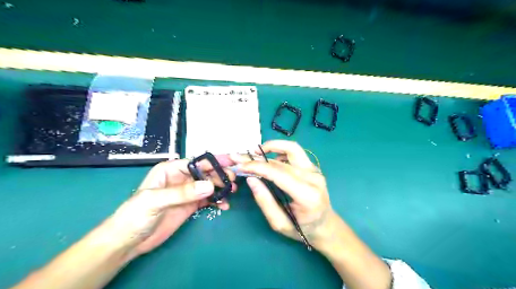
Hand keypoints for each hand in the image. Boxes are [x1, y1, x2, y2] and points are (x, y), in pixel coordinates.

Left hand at [107, 157, 234, 258]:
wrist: (129, 242)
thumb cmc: (135, 216)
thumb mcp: (155, 201)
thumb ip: (182, 193)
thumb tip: (209, 186)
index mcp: (171, 170)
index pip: (196, 162)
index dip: (214, 161)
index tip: (231, 162)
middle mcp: (181, 178)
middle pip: (205, 173)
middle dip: (220, 175)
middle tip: (233, 181)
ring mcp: (187, 192)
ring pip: (209, 185)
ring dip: (221, 188)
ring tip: (231, 193)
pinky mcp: (191, 205)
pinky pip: (207, 199)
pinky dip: (217, 201)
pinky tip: (223, 205)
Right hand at [232, 140, 336, 245]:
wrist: (325, 225)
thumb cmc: (303, 229)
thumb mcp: (279, 224)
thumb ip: (265, 201)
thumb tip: (251, 178)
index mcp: (307, 195)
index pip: (278, 173)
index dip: (257, 167)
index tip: (240, 166)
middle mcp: (313, 178)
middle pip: (282, 161)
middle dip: (258, 158)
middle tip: (240, 158)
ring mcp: (315, 170)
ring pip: (292, 149)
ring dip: (272, 146)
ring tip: (255, 152)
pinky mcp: (313, 167)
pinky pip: (296, 153)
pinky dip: (280, 151)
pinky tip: (270, 158)